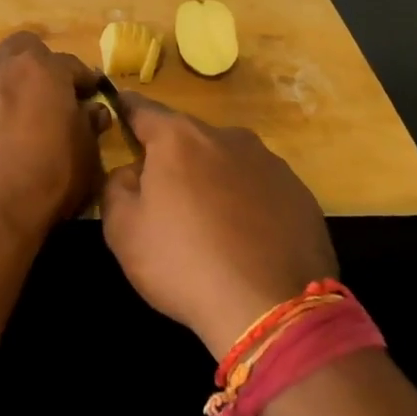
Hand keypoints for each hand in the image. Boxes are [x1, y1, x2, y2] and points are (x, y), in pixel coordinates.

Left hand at [0, 33, 107, 246]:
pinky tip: (2, 128)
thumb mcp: (85, 156)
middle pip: (27, 49)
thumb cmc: (45, 180)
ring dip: (14, 77)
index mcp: (44, 68)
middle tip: (54, 93)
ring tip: (26, 108)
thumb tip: (92, 111)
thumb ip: (90, 126)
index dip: (85, 82)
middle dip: (42, 64)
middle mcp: (6, 65)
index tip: (92, 96)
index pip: (73, 65)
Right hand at [100, 94, 337, 358]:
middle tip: (165, 197)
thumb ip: (116, 186)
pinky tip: (246, 241)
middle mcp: (226, 136)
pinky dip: (248, 203)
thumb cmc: (184, 263)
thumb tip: (133, 171)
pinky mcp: (300, 193)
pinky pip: (260, 189)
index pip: (143, 109)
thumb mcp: (123, 229)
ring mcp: (269, 162)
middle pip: (188, 138)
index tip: (119, 106)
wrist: (272, 310)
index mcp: (178, 138)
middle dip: (173, 158)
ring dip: (213, 180)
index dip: (127, 108)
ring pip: (227, 162)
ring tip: (211, 226)